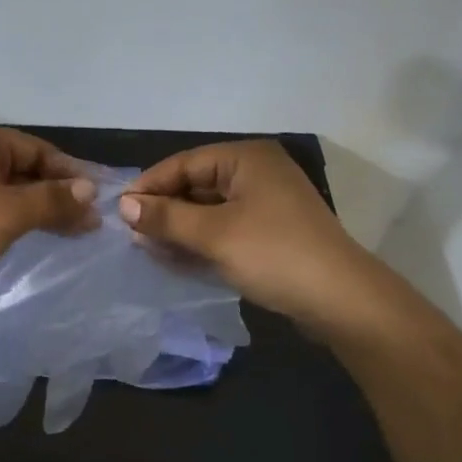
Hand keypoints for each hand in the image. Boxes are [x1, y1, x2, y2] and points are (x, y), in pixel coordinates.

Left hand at [0, 126, 98, 311]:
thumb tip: (90, 191)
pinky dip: (15, 222)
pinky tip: (34, 239)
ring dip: (39, 210)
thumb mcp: (11, 211)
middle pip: (24, 170)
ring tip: (72, 233)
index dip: (71, 173)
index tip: (99, 198)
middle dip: (57, 194)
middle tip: (90, 222)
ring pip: (9, 193)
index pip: (38, 150)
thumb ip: (53, 200)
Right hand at [120, 141, 370, 330]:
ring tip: (148, 249)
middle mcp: (257, 173)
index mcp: (247, 158)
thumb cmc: (275, 255)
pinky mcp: (272, 232)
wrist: (343, 302)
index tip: (119, 211)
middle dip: (164, 209)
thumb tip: (123, 205)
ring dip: (180, 228)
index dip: (150, 185)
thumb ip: (166, 217)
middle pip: (196, 185)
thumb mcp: (213, 234)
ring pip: (209, 209)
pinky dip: (201, 240)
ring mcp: (267, 203)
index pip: (184, 163)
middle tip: (131, 234)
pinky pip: (225, 228)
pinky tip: (176, 258)